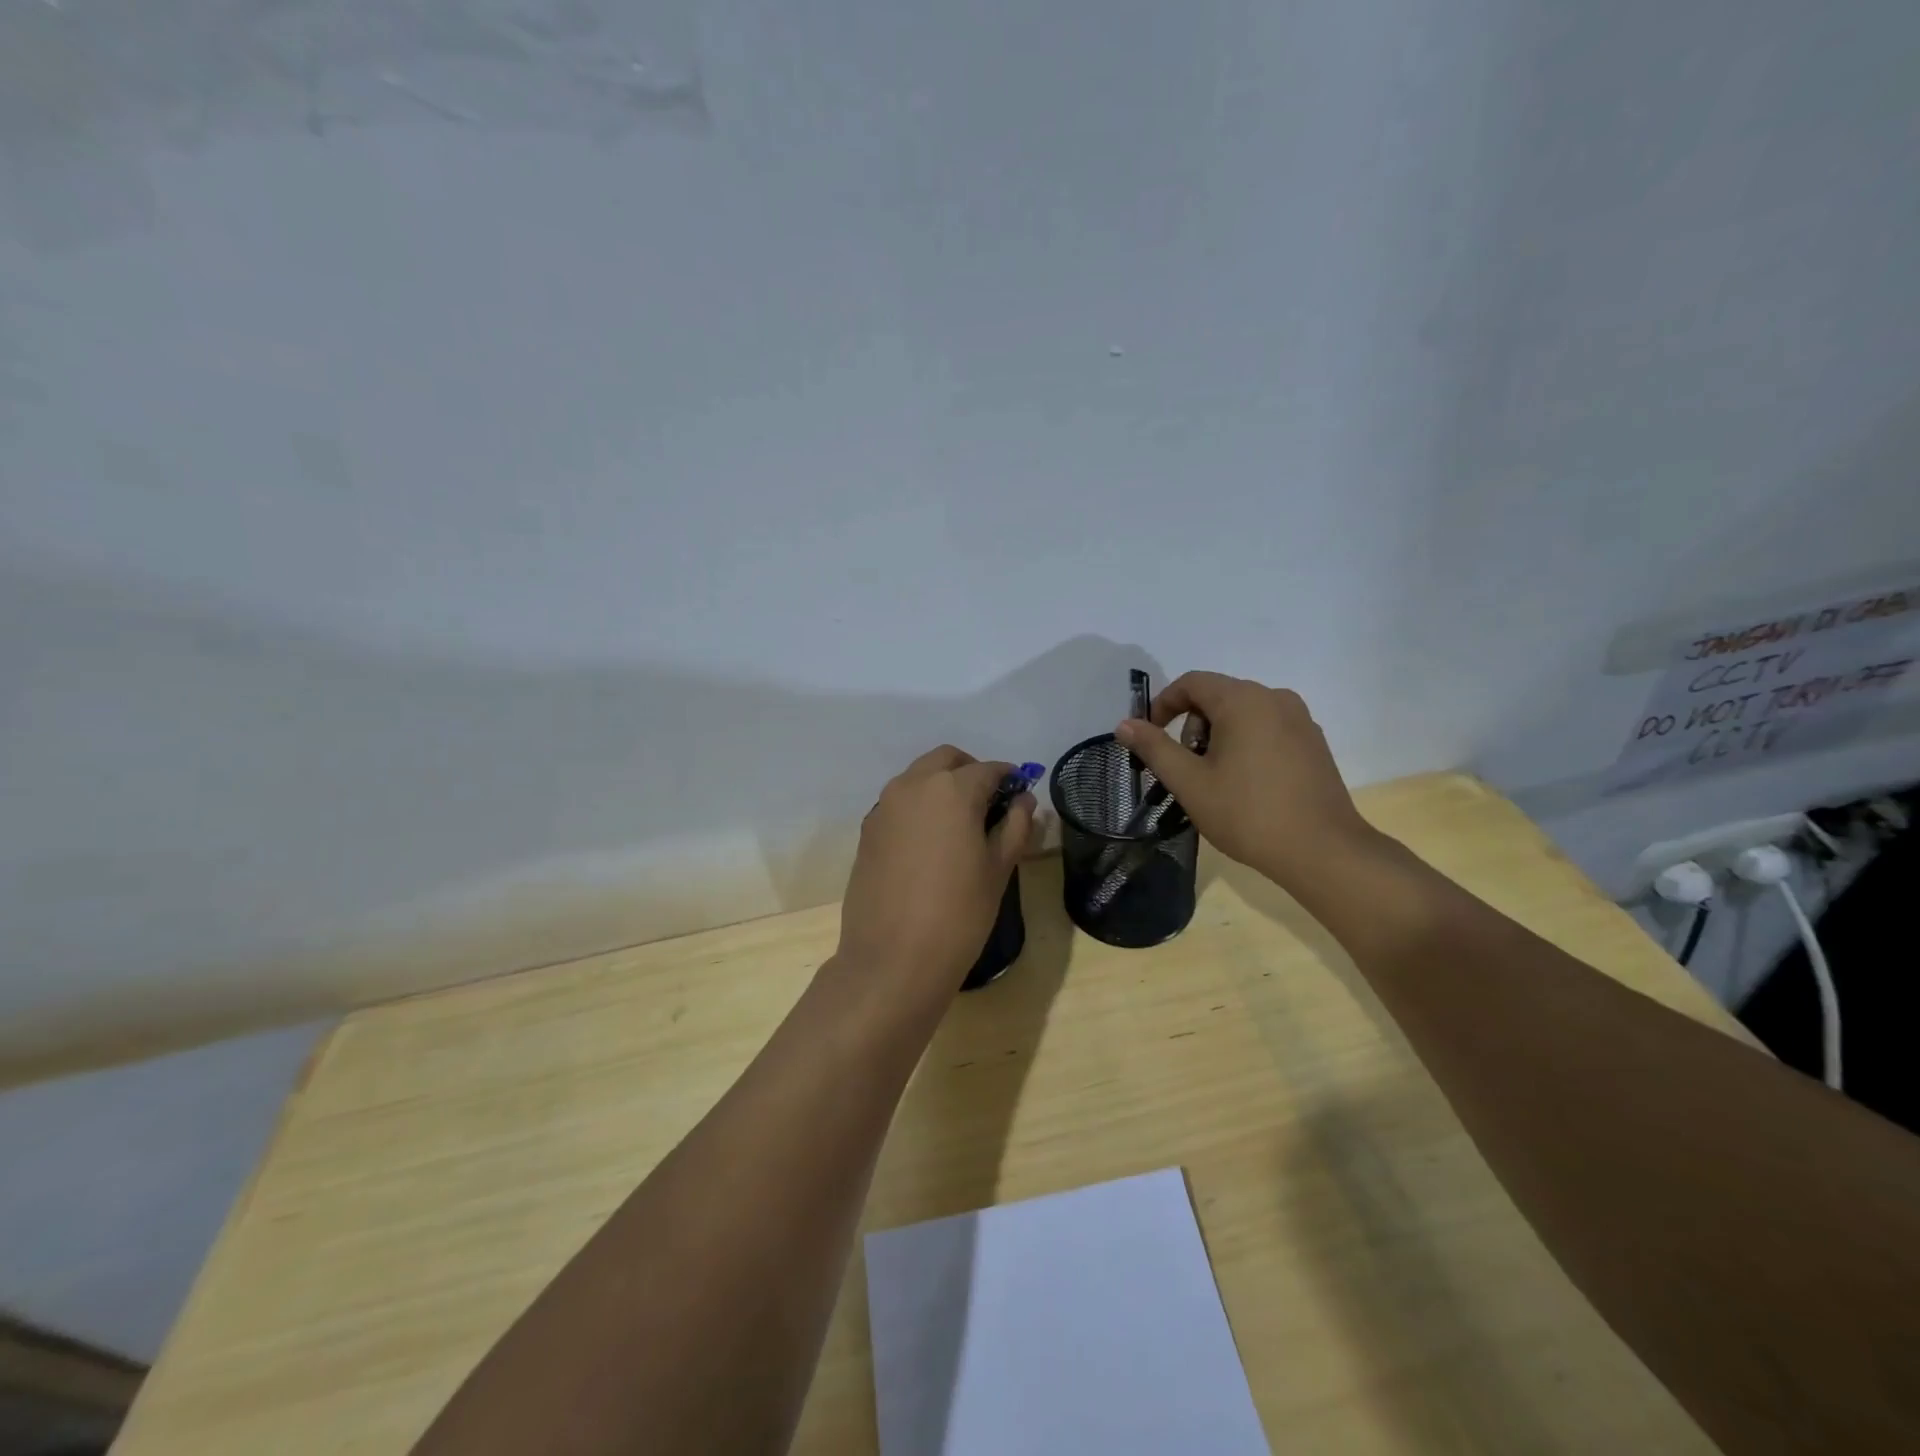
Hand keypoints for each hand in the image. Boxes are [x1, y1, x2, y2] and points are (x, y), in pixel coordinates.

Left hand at [833, 746, 1035, 1004]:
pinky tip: (930, 844)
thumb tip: (1023, 800)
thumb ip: (1015, 826)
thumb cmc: (959, 914)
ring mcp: (884, 807)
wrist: (892, 960)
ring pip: (918, 778)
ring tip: (959, 825)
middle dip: (970, 772)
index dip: (1009, 779)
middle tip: (989, 804)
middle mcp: (913, 786)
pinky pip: (899, 803)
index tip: (1019, 797)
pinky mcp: (867, 831)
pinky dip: (919, 807)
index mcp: (951, 789)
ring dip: (941, 786)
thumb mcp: (998, 869)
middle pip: (946, 760)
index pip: (988, 770)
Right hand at [1115, 672, 1377, 890]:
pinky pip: (1268, 728)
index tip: (1149, 737)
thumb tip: (1124, 725)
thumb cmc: (1248, 813)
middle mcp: (1275, 698)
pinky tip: (1247, 784)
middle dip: (1192, 725)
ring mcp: (1300, 719)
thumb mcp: (1190, 782)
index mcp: (1243, 700)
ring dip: (1218, 736)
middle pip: (1218, 696)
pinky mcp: (1314, 742)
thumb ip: (1154, 748)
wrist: (1322, 851)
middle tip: (1186, 768)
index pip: (1192, 682)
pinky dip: (1246, 744)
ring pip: (1244, 713)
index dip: (1163, 704)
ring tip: (1215, 780)